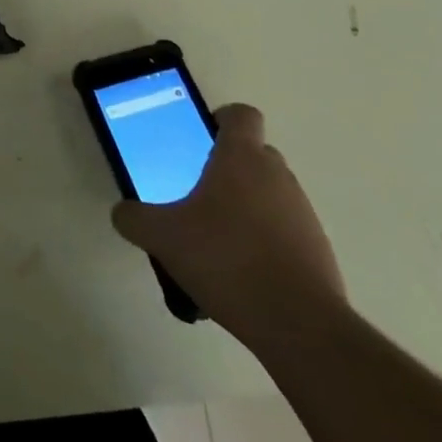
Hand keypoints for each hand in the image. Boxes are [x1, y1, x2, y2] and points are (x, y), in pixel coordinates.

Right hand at [112, 104, 346, 350]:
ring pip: (271, 193)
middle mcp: (277, 175)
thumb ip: (135, 219)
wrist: (300, 326)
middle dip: (229, 168)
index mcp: (242, 157)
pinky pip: (286, 231)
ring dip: (248, 206)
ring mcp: (303, 212)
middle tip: (199, 194)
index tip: (200, 140)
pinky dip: (267, 241)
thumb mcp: (163, 237)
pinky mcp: (318, 250)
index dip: (221, 119)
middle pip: (255, 153)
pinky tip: (243, 273)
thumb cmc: (227, 260)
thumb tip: (123, 212)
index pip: (241, 114)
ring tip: (219, 242)